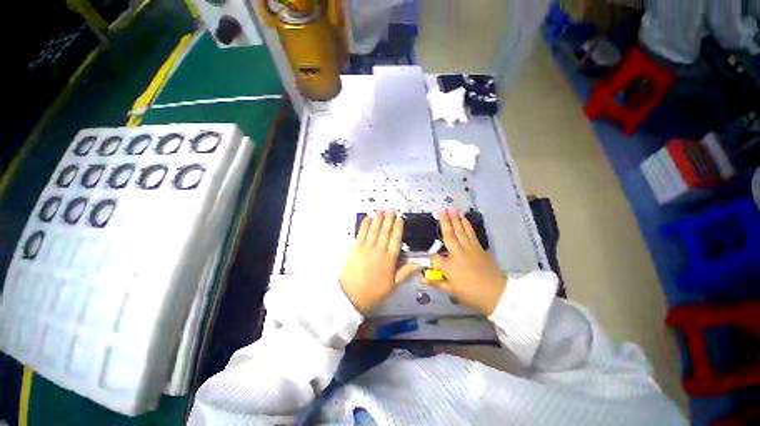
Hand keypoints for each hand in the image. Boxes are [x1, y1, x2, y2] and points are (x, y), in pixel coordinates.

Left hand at [340, 210, 418, 313]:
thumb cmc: (373, 292)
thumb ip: (405, 272)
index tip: (400, 218)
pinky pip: (361, 233)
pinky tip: (368, 217)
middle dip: (389, 219)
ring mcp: (366, 248)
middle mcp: (379, 251)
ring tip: (381, 209)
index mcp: (389, 260)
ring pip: (374, 230)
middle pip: (385, 232)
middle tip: (391, 209)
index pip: (395, 240)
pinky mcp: (355, 248)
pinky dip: (365, 224)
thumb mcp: (392, 286)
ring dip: (378, 218)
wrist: (350, 296)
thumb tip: (418, 264)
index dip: (398, 228)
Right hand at [427, 209, 507, 314]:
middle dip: (444, 222)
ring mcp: (469, 248)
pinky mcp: (479, 248)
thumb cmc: (471, 293)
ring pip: (460, 231)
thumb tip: (421, 279)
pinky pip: (471, 234)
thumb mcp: (451, 290)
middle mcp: (457, 253)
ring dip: (455, 219)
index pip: (434, 258)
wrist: (496, 293)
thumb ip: (436, 282)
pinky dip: (467, 225)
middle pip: (448, 235)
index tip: (432, 265)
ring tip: (452, 209)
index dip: (432, 261)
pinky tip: (465, 219)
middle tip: (441, 209)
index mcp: (448, 265)